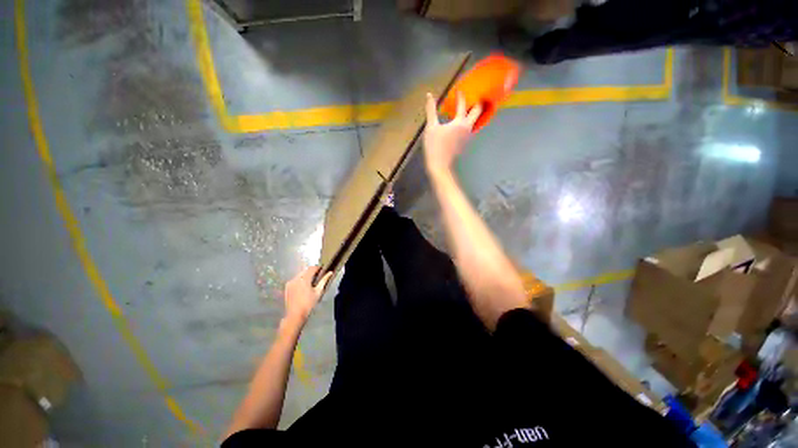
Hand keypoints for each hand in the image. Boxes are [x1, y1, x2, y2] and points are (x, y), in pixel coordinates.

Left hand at [283, 266, 332, 324]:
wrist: (295, 315)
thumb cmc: (309, 304)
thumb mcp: (318, 292)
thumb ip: (324, 280)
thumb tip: (330, 272)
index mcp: (304, 279)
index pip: (312, 268)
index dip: (318, 268)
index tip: (323, 270)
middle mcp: (296, 278)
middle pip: (305, 270)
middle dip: (311, 271)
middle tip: (318, 276)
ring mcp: (290, 282)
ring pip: (300, 274)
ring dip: (306, 275)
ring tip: (311, 281)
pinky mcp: (287, 287)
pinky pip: (295, 279)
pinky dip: (300, 279)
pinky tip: (303, 286)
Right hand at [423, 92, 481, 174]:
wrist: (439, 165)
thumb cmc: (434, 146)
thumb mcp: (431, 127)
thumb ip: (431, 110)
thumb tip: (429, 95)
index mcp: (460, 122)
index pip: (462, 104)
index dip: (460, 95)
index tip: (458, 89)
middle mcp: (467, 128)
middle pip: (478, 111)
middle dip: (476, 102)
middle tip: (473, 96)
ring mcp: (467, 137)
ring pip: (475, 121)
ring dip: (472, 113)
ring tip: (466, 108)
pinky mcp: (465, 143)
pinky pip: (469, 129)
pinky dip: (467, 122)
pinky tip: (460, 123)